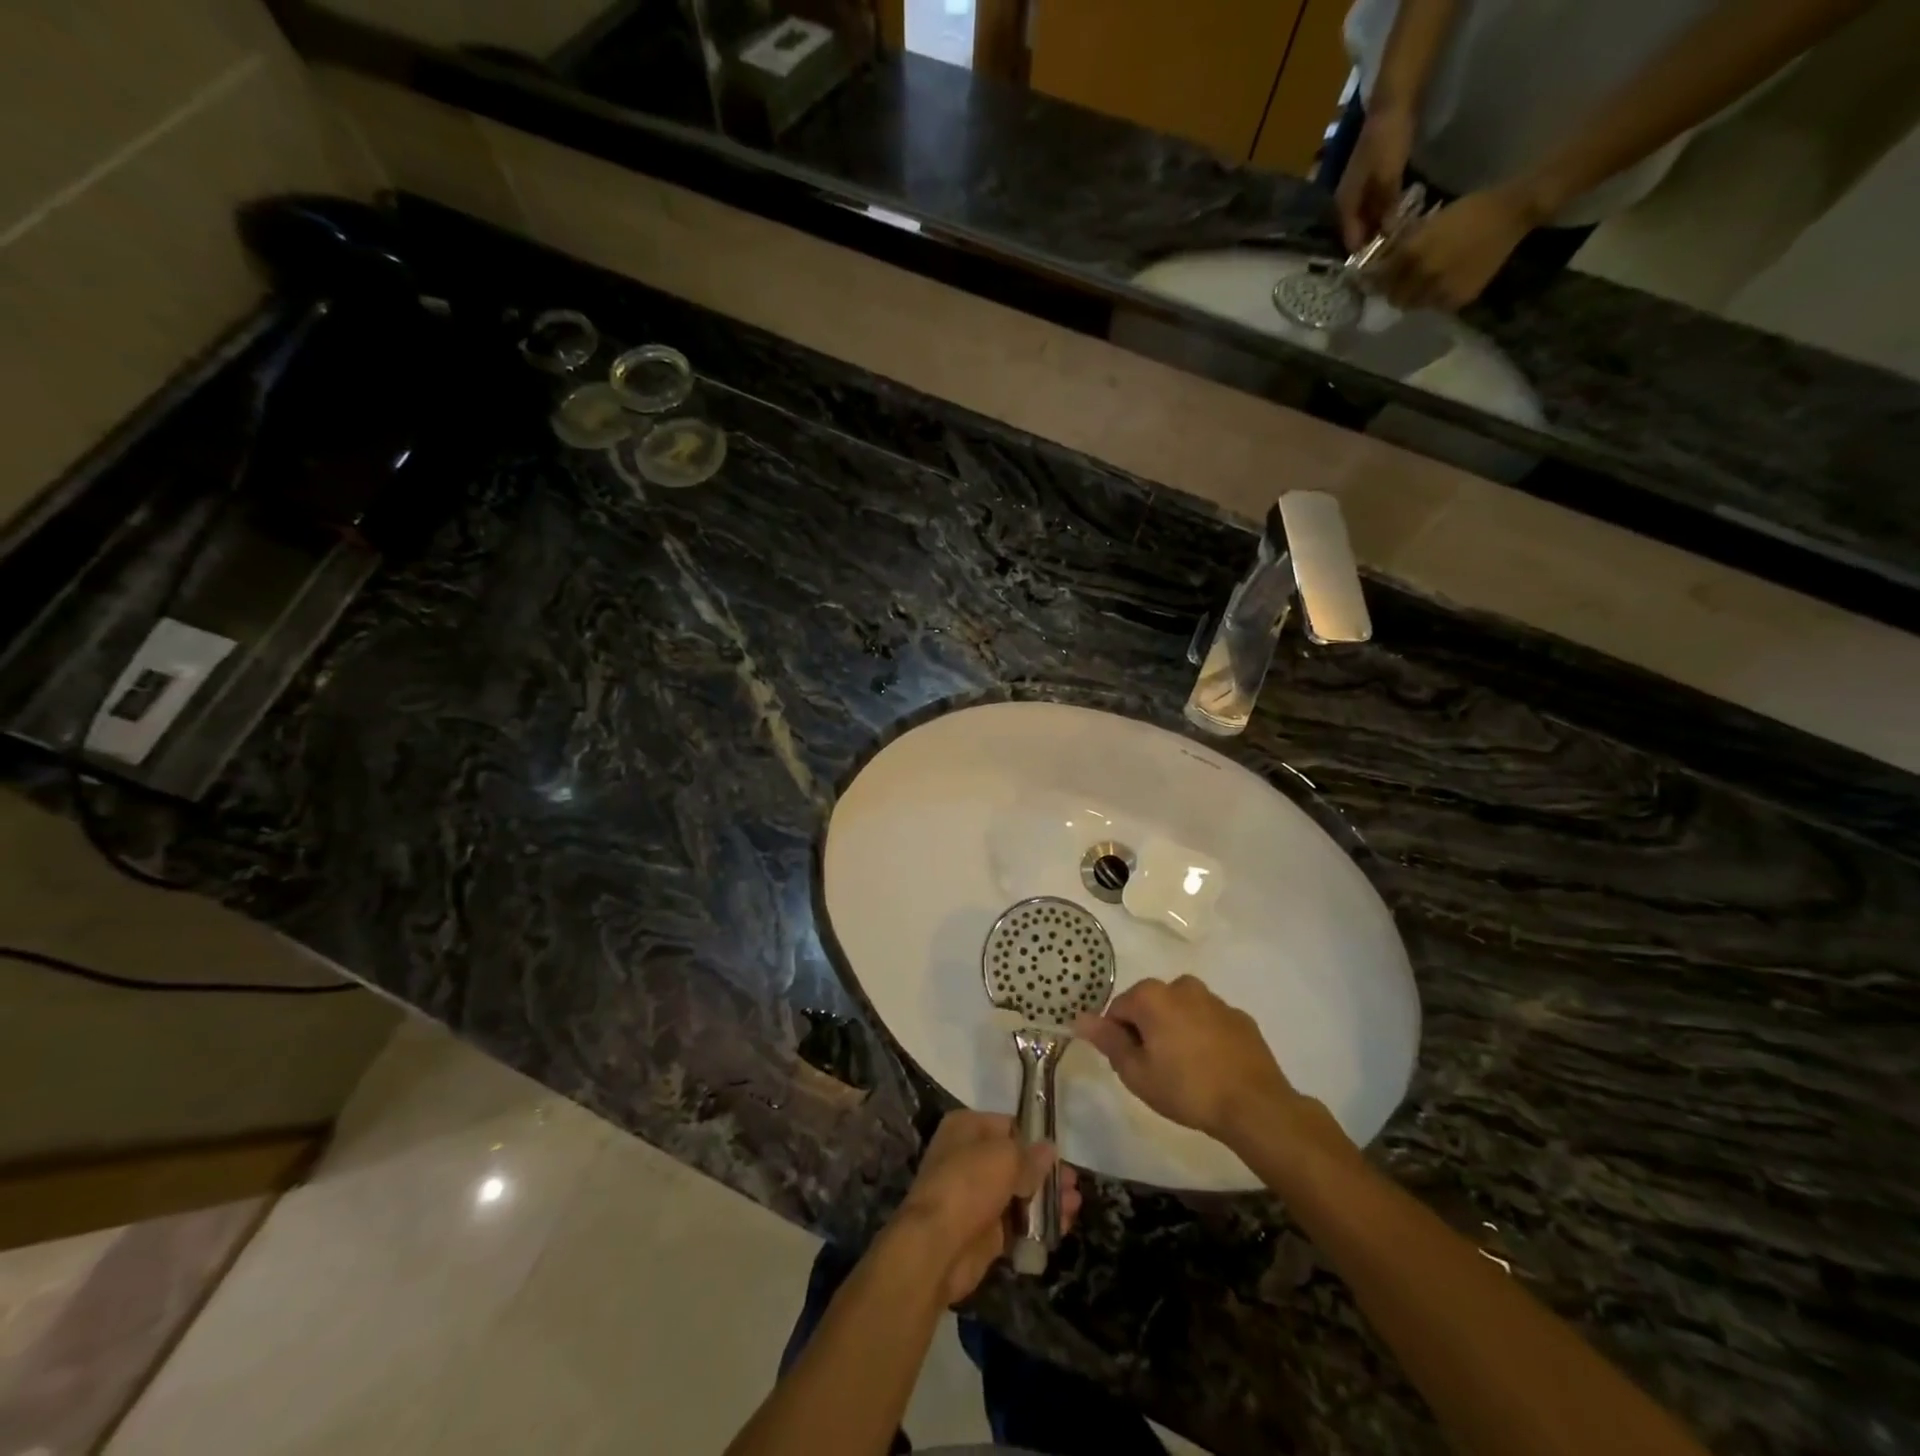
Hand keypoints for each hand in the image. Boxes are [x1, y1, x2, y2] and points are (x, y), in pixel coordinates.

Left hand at [890, 1110, 1080, 1304]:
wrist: (937, 1246)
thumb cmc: (969, 1183)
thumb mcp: (1005, 1158)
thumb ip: (1031, 1155)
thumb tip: (1049, 1150)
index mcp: (967, 1128)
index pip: (1008, 1126)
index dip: (1034, 1138)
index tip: (1059, 1153)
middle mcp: (969, 1157)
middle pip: (1016, 1161)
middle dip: (1045, 1173)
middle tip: (1073, 1184)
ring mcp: (976, 1196)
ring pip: (1019, 1193)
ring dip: (1047, 1199)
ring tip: (1074, 1205)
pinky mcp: (983, 1231)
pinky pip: (1017, 1223)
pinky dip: (1038, 1224)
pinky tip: (1063, 1226)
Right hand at [1075, 976, 1323, 1152]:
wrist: (1254, 1105)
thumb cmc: (1186, 1089)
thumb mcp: (1136, 1072)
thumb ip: (1108, 1041)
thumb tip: (1080, 1018)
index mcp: (1152, 996)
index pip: (1118, 1010)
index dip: (1118, 1038)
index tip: (1131, 1065)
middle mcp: (1182, 986)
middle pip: (1150, 1006)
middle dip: (1148, 1031)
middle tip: (1156, 1070)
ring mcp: (1215, 1000)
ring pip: (1181, 1011)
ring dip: (1176, 1031)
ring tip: (1186, 1071)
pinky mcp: (1240, 1017)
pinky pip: (1209, 1021)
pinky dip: (1204, 1036)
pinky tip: (1211, 1067)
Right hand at [1335, 107, 1414, 252]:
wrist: (1393, 102)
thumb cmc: (1387, 141)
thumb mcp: (1388, 178)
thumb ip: (1386, 208)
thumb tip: (1388, 236)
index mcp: (1344, 205)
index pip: (1350, 241)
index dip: (1364, 255)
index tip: (1381, 268)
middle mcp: (1346, 202)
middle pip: (1357, 233)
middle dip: (1372, 245)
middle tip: (1392, 256)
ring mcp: (1357, 191)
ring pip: (1366, 220)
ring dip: (1379, 231)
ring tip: (1397, 241)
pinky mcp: (1371, 180)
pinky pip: (1375, 207)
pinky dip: (1384, 215)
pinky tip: (1398, 218)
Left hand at [1372, 184, 1541, 310]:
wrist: (1512, 213)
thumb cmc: (1468, 211)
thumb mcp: (1429, 224)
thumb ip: (1403, 247)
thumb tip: (1382, 265)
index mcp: (1412, 254)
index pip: (1379, 280)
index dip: (1374, 282)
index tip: (1372, 281)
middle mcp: (1422, 277)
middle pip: (1394, 298)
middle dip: (1393, 292)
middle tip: (1398, 285)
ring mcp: (1440, 291)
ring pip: (1413, 305)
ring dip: (1412, 298)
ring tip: (1422, 285)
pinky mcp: (1457, 300)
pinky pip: (1435, 306)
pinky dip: (1433, 299)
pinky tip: (1442, 286)